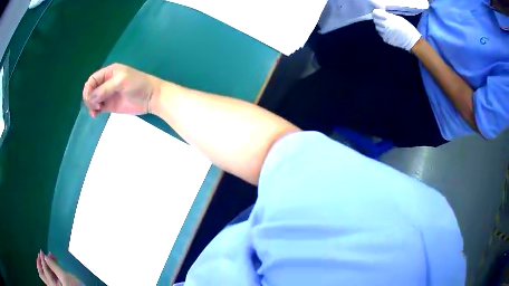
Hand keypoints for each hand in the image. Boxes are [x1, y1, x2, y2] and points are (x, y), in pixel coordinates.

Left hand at [36, 251, 82, 285]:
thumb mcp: (65, 276)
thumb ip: (54, 266)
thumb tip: (45, 257)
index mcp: (52, 284)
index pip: (44, 269)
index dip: (42, 260)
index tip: (43, 252)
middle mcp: (51, 285)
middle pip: (41, 273)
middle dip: (40, 263)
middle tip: (41, 255)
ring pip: (46, 274)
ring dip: (45, 265)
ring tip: (49, 258)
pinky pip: (50, 277)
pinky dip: (49, 269)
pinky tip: (53, 265)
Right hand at [83, 63, 162, 117]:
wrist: (151, 97)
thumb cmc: (138, 84)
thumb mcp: (121, 81)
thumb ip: (105, 88)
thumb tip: (90, 97)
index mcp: (109, 72)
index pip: (93, 79)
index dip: (88, 88)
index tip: (89, 97)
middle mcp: (106, 83)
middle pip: (91, 90)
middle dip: (90, 97)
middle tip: (96, 105)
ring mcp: (108, 95)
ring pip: (93, 99)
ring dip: (91, 105)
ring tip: (96, 111)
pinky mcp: (110, 105)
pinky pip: (99, 108)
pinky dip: (95, 111)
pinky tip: (95, 115)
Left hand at [370, 2, 421, 50]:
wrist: (412, 41)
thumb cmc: (407, 28)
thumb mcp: (398, 18)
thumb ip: (389, 16)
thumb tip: (382, 14)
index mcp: (388, 19)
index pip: (375, 13)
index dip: (377, 13)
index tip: (380, 13)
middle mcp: (385, 26)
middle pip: (375, 20)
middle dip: (378, 19)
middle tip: (383, 20)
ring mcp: (385, 34)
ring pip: (377, 28)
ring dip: (380, 26)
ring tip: (386, 26)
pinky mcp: (387, 40)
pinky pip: (381, 35)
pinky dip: (383, 33)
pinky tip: (388, 32)